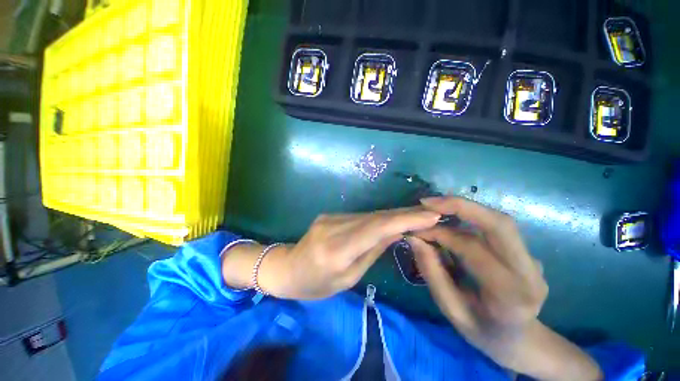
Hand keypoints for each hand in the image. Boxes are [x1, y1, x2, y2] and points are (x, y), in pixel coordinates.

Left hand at [265, 207, 439, 299]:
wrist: (286, 268)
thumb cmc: (315, 285)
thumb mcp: (347, 279)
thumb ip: (371, 252)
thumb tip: (396, 233)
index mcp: (336, 250)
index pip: (376, 228)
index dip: (405, 220)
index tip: (430, 216)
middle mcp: (333, 227)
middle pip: (375, 217)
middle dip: (405, 214)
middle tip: (431, 213)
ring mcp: (330, 218)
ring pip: (369, 214)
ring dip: (394, 215)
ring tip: (418, 216)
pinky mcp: (330, 215)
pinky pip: (360, 216)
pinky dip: (379, 218)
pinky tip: (392, 220)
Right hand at [409, 196, 601, 379]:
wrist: (521, 341)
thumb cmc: (483, 332)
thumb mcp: (451, 310)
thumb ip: (432, 273)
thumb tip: (414, 238)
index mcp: (510, 294)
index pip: (472, 248)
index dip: (440, 233)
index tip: (416, 230)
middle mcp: (530, 272)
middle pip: (498, 223)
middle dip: (459, 206)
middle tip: (427, 203)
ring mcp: (533, 260)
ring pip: (498, 221)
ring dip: (463, 209)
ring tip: (434, 209)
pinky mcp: (526, 253)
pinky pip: (496, 227)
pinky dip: (470, 218)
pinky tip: (452, 221)